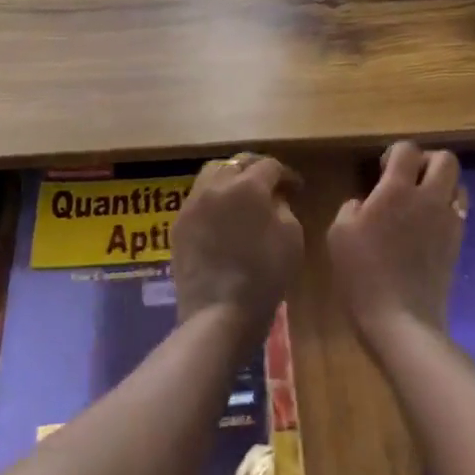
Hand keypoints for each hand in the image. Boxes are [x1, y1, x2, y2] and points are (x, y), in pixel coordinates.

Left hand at [172, 154, 303, 346]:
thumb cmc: (265, 276)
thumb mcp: (291, 238)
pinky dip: (213, 198)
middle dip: (255, 169)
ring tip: (242, 195)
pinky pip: (197, 198)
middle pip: (236, 162)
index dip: (286, 174)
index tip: (296, 188)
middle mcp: (216, 185)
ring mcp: (192, 203)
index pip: (269, 165)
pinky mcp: (178, 224)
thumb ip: (284, 208)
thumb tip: (273, 199)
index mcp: (248, 186)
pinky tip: (222, 215)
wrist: (219, 312)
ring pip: (211, 174)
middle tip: (269, 184)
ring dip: (230, 178)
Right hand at [328, 141, 464, 352]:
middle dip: (427, 161)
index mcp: (396, 190)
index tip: (381, 170)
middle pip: (445, 159)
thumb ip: (352, 209)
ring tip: (420, 202)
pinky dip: (446, 209)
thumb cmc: (362, 275)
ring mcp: (448, 221)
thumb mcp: (338, 235)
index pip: (407, 150)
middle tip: (407, 179)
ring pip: (458, 184)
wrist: (400, 320)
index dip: (394, 153)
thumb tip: (364, 204)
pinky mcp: (458, 243)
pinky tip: (426, 227)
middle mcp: (428, 198)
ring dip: (442, 185)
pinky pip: (459, 212)